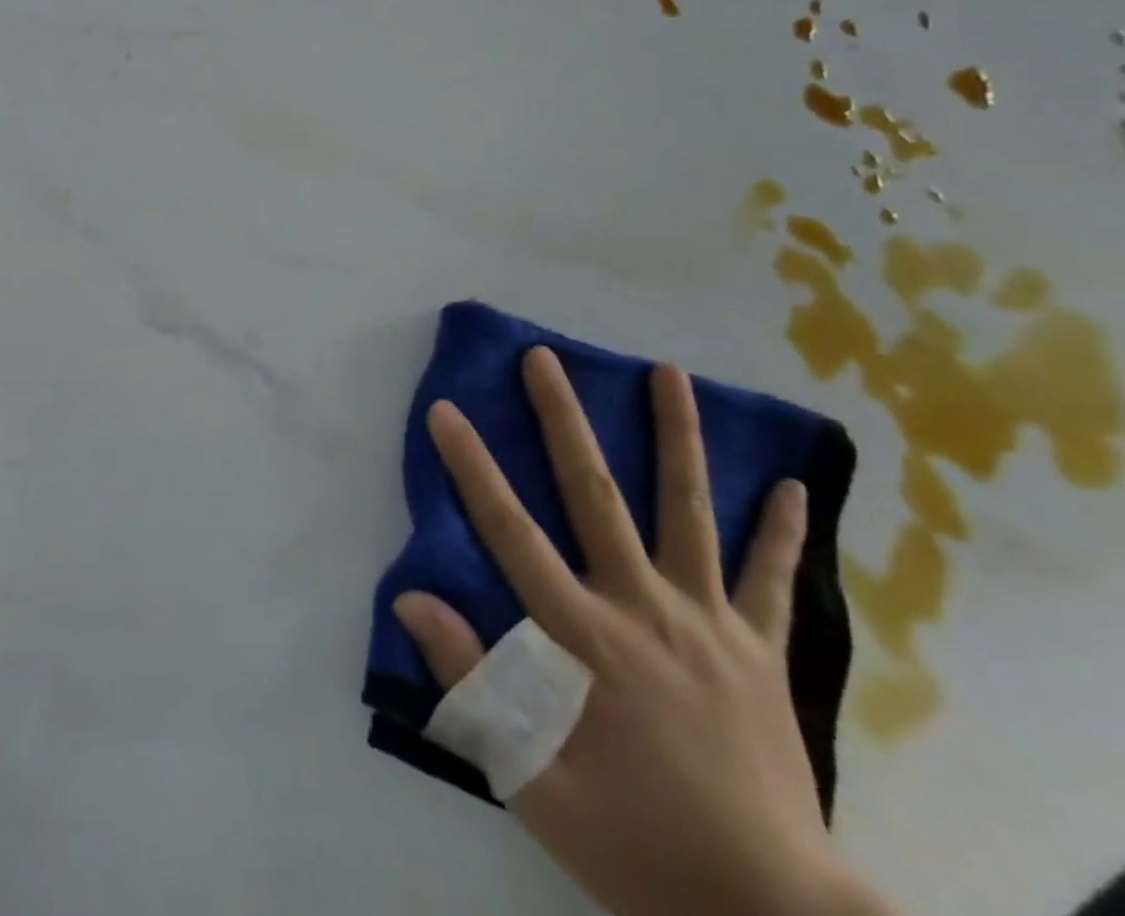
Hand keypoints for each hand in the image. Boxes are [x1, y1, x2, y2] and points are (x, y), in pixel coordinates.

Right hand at [393, 349, 889, 915]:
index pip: (511, 532)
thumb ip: (469, 683)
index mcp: (584, 637)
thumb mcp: (531, 780)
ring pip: (689, 512)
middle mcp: (644, 607)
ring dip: (678, 437)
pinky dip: (782, 534)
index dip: (472, 467)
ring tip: (669, 373)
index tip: (445, 411)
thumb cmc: (636, 845)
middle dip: (563, 420)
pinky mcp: (762, 652)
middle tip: (544, 358)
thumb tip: (411, 600)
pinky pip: (774, 582)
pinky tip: (792, 487)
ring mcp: (710, 623)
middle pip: (597, 495)